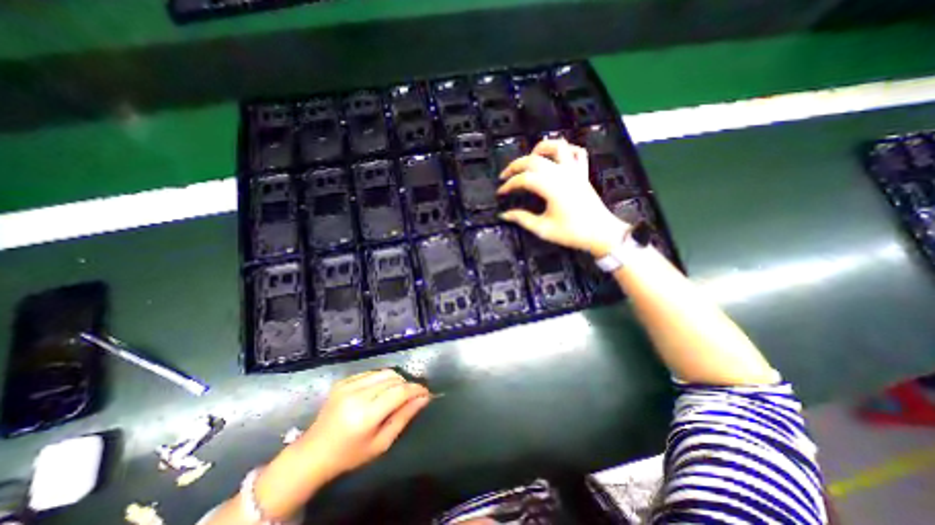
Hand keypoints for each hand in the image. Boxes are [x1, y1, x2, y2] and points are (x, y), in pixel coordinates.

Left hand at [291, 370, 430, 484]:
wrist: (313, 453)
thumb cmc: (350, 455)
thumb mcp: (381, 443)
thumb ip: (404, 417)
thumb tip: (424, 398)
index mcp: (365, 415)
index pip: (399, 392)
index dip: (416, 389)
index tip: (426, 392)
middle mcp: (357, 395)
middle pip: (393, 378)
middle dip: (407, 385)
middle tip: (412, 396)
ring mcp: (348, 385)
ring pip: (384, 372)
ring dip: (396, 380)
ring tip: (397, 394)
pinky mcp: (343, 380)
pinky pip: (372, 373)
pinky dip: (382, 379)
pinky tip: (379, 392)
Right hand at [497, 137, 627, 255]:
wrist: (601, 233)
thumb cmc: (572, 233)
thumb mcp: (543, 229)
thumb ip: (522, 219)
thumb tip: (504, 215)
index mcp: (551, 187)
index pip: (524, 179)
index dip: (509, 184)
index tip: (500, 193)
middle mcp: (561, 174)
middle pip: (534, 160)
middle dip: (515, 166)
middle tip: (505, 176)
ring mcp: (574, 171)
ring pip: (557, 147)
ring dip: (540, 148)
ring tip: (529, 158)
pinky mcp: (583, 173)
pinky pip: (577, 153)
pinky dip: (566, 150)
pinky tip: (557, 157)